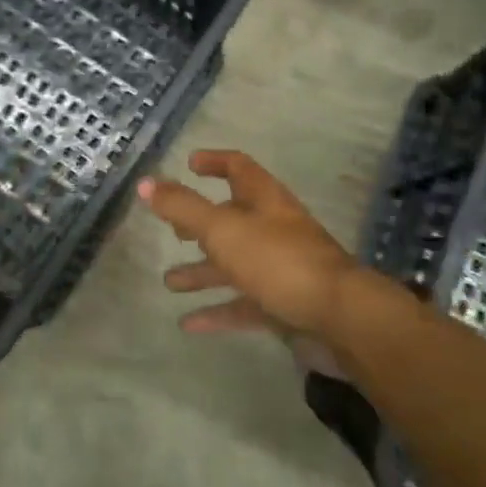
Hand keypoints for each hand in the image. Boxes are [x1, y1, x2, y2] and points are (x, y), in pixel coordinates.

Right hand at [139, 150, 357, 339]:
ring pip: (235, 264)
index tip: (190, 163)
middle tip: (173, 230)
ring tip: (169, 282)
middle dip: (201, 223)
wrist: (340, 319)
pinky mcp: (284, 305)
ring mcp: (281, 268)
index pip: (238, 168)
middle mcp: (274, 228)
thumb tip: (145, 183)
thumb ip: (182, 207)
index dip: (215, 162)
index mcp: (264, 200)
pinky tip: (189, 324)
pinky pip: (244, 304)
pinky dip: (217, 311)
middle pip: (233, 218)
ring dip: (203, 271)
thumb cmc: (278, 261)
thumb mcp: (222, 229)